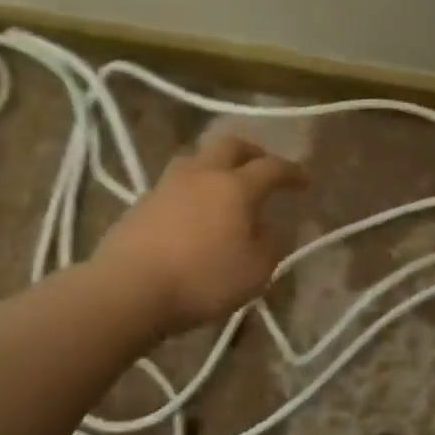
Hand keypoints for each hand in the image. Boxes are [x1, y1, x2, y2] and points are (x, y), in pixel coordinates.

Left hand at [94, 133, 307, 329]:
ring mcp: (166, 185)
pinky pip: (175, 185)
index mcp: (235, 187)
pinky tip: (195, 211)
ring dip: (217, 166)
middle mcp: (201, 175)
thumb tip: (269, 229)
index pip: (272, 168)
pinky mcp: (141, 204)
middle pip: (230, 145)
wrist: (129, 289)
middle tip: (264, 166)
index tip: (305, 182)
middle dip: (252, 152)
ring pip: (197, 160)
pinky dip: (193, 190)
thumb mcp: (256, 272)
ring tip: (225, 186)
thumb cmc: (203, 279)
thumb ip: (271, 245)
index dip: (292, 172)